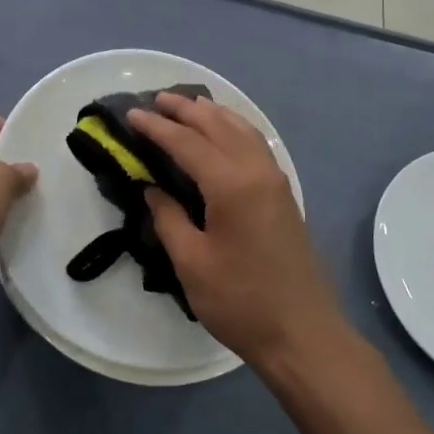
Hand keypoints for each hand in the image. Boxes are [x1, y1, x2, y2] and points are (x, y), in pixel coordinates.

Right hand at [127, 92, 344, 370]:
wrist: (301, 333)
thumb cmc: (240, 301)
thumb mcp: (191, 263)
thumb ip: (168, 218)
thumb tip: (152, 188)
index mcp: (231, 185)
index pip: (187, 143)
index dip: (157, 128)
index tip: (131, 114)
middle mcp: (257, 171)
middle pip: (218, 126)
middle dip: (186, 110)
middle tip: (156, 100)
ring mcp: (276, 182)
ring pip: (243, 130)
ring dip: (213, 114)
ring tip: (187, 107)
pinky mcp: (284, 195)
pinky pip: (256, 145)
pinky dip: (235, 129)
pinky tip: (224, 134)